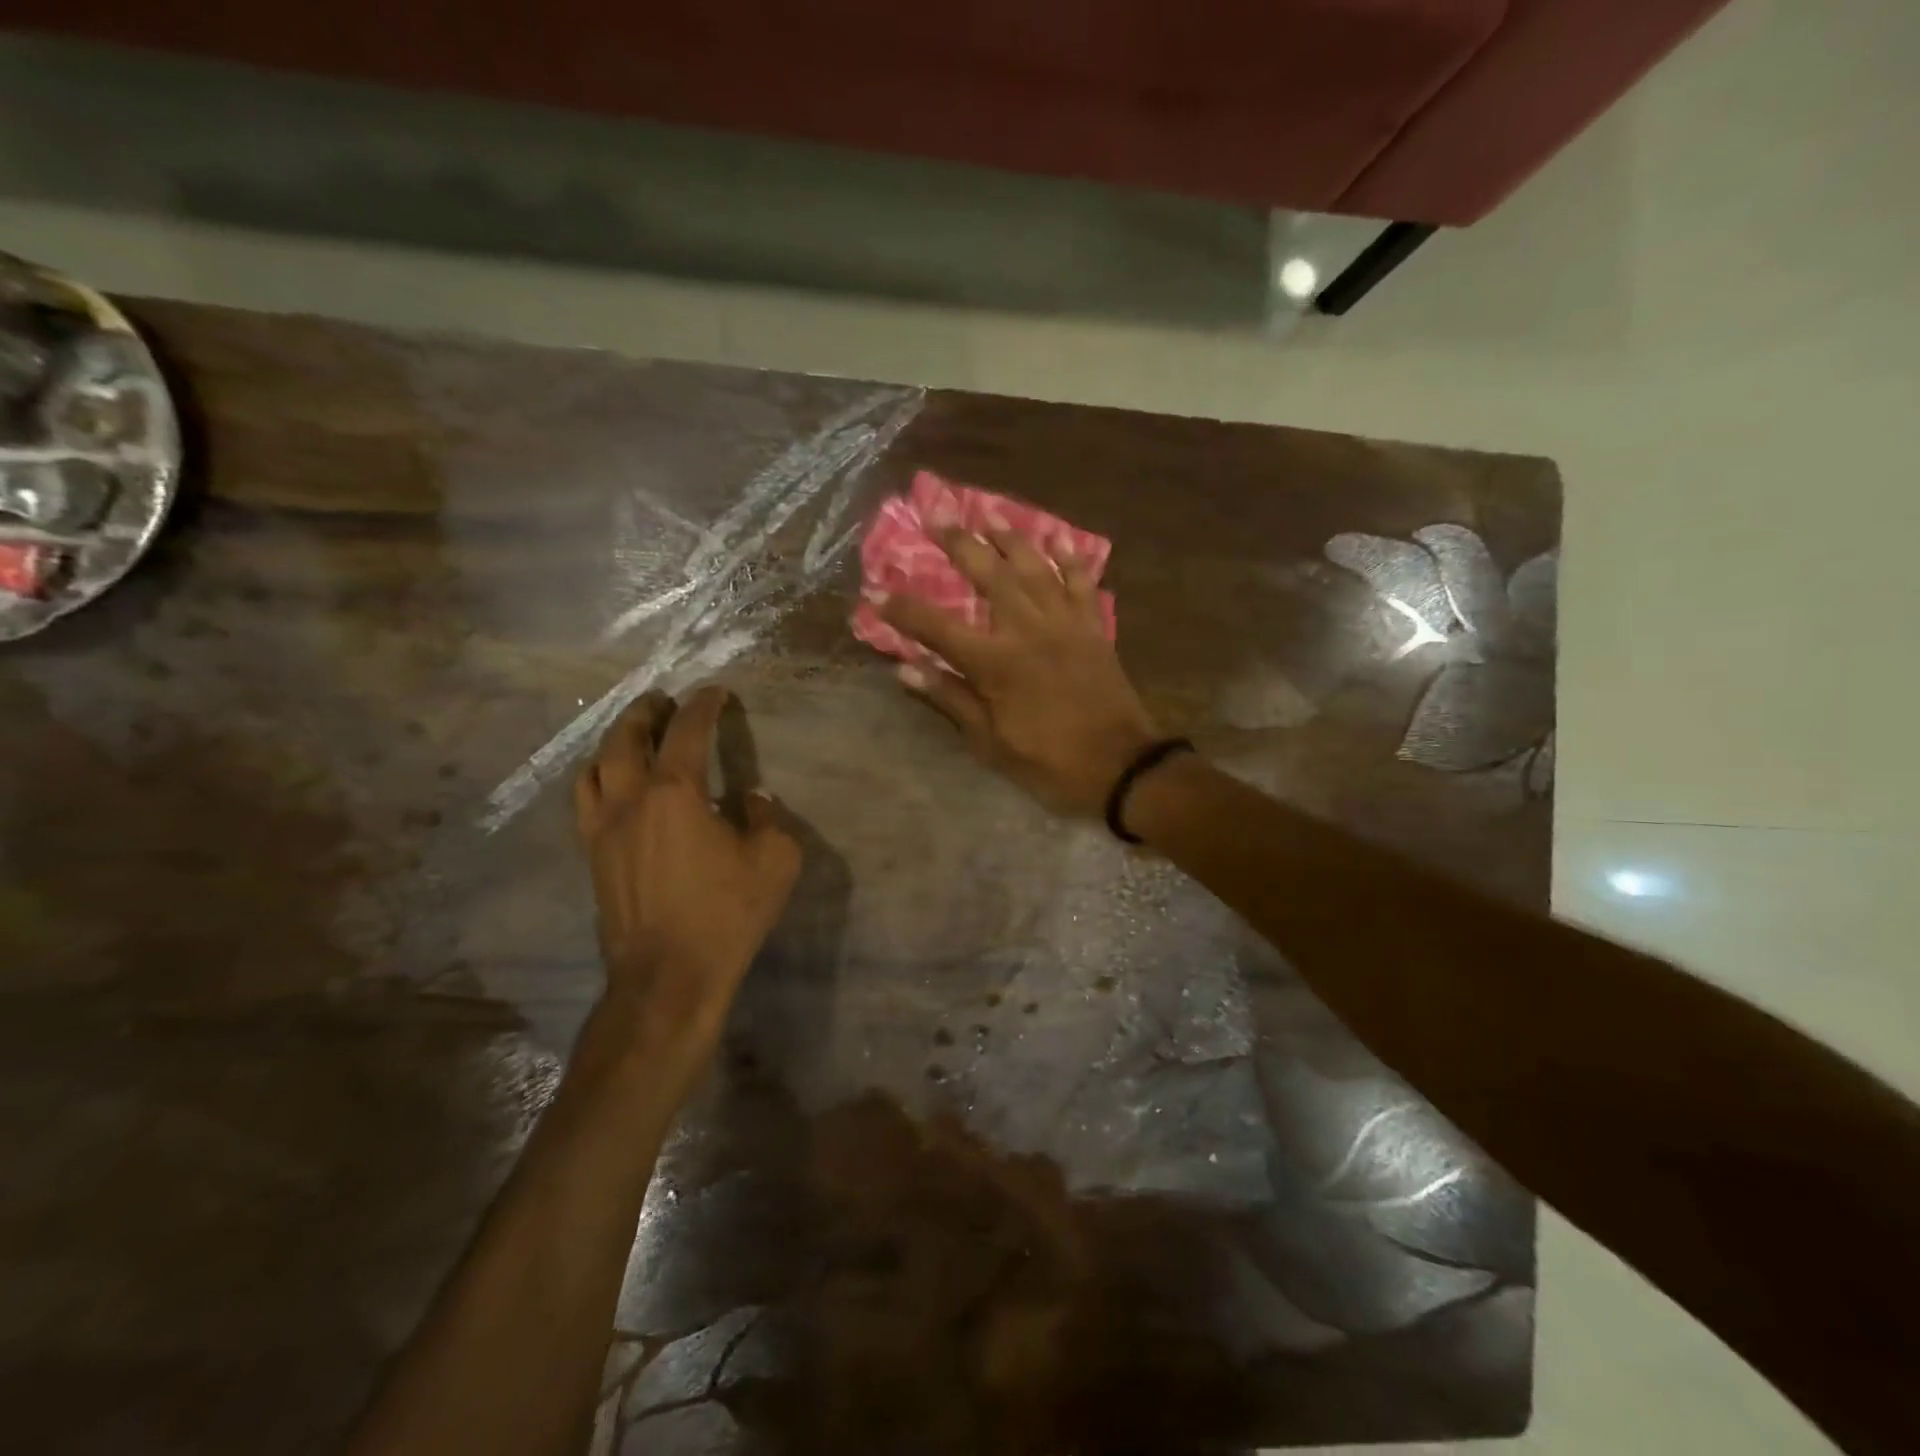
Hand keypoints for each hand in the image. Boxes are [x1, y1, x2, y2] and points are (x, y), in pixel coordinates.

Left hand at [575, 686, 800, 1047]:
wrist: (668, 976)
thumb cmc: (726, 914)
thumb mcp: (774, 860)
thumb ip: (766, 818)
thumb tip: (751, 798)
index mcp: (676, 792)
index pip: (688, 731)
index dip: (703, 705)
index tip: (715, 691)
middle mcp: (631, 799)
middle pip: (626, 738)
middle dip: (646, 712)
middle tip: (663, 701)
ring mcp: (603, 828)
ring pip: (595, 766)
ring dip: (615, 741)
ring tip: (633, 735)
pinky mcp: (593, 856)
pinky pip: (586, 800)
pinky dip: (599, 777)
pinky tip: (613, 785)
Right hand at [875, 525, 1158, 817]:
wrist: (1121, 767)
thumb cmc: (1049, 762)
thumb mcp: (991, 743)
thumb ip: (950, 699)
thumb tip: (906, 670)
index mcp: (996, 664)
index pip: (938, 628)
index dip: (904, 609)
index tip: (877, 591)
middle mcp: (1028, 631)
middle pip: (989, 576)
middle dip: (960, 543)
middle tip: (938, 514)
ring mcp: (1065, 624)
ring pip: (1034, 568)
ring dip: (1010, 538)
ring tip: (989, 514)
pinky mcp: (1093, 628)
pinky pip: (1081, 583)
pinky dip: (1070, 559)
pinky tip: (1058, 538)